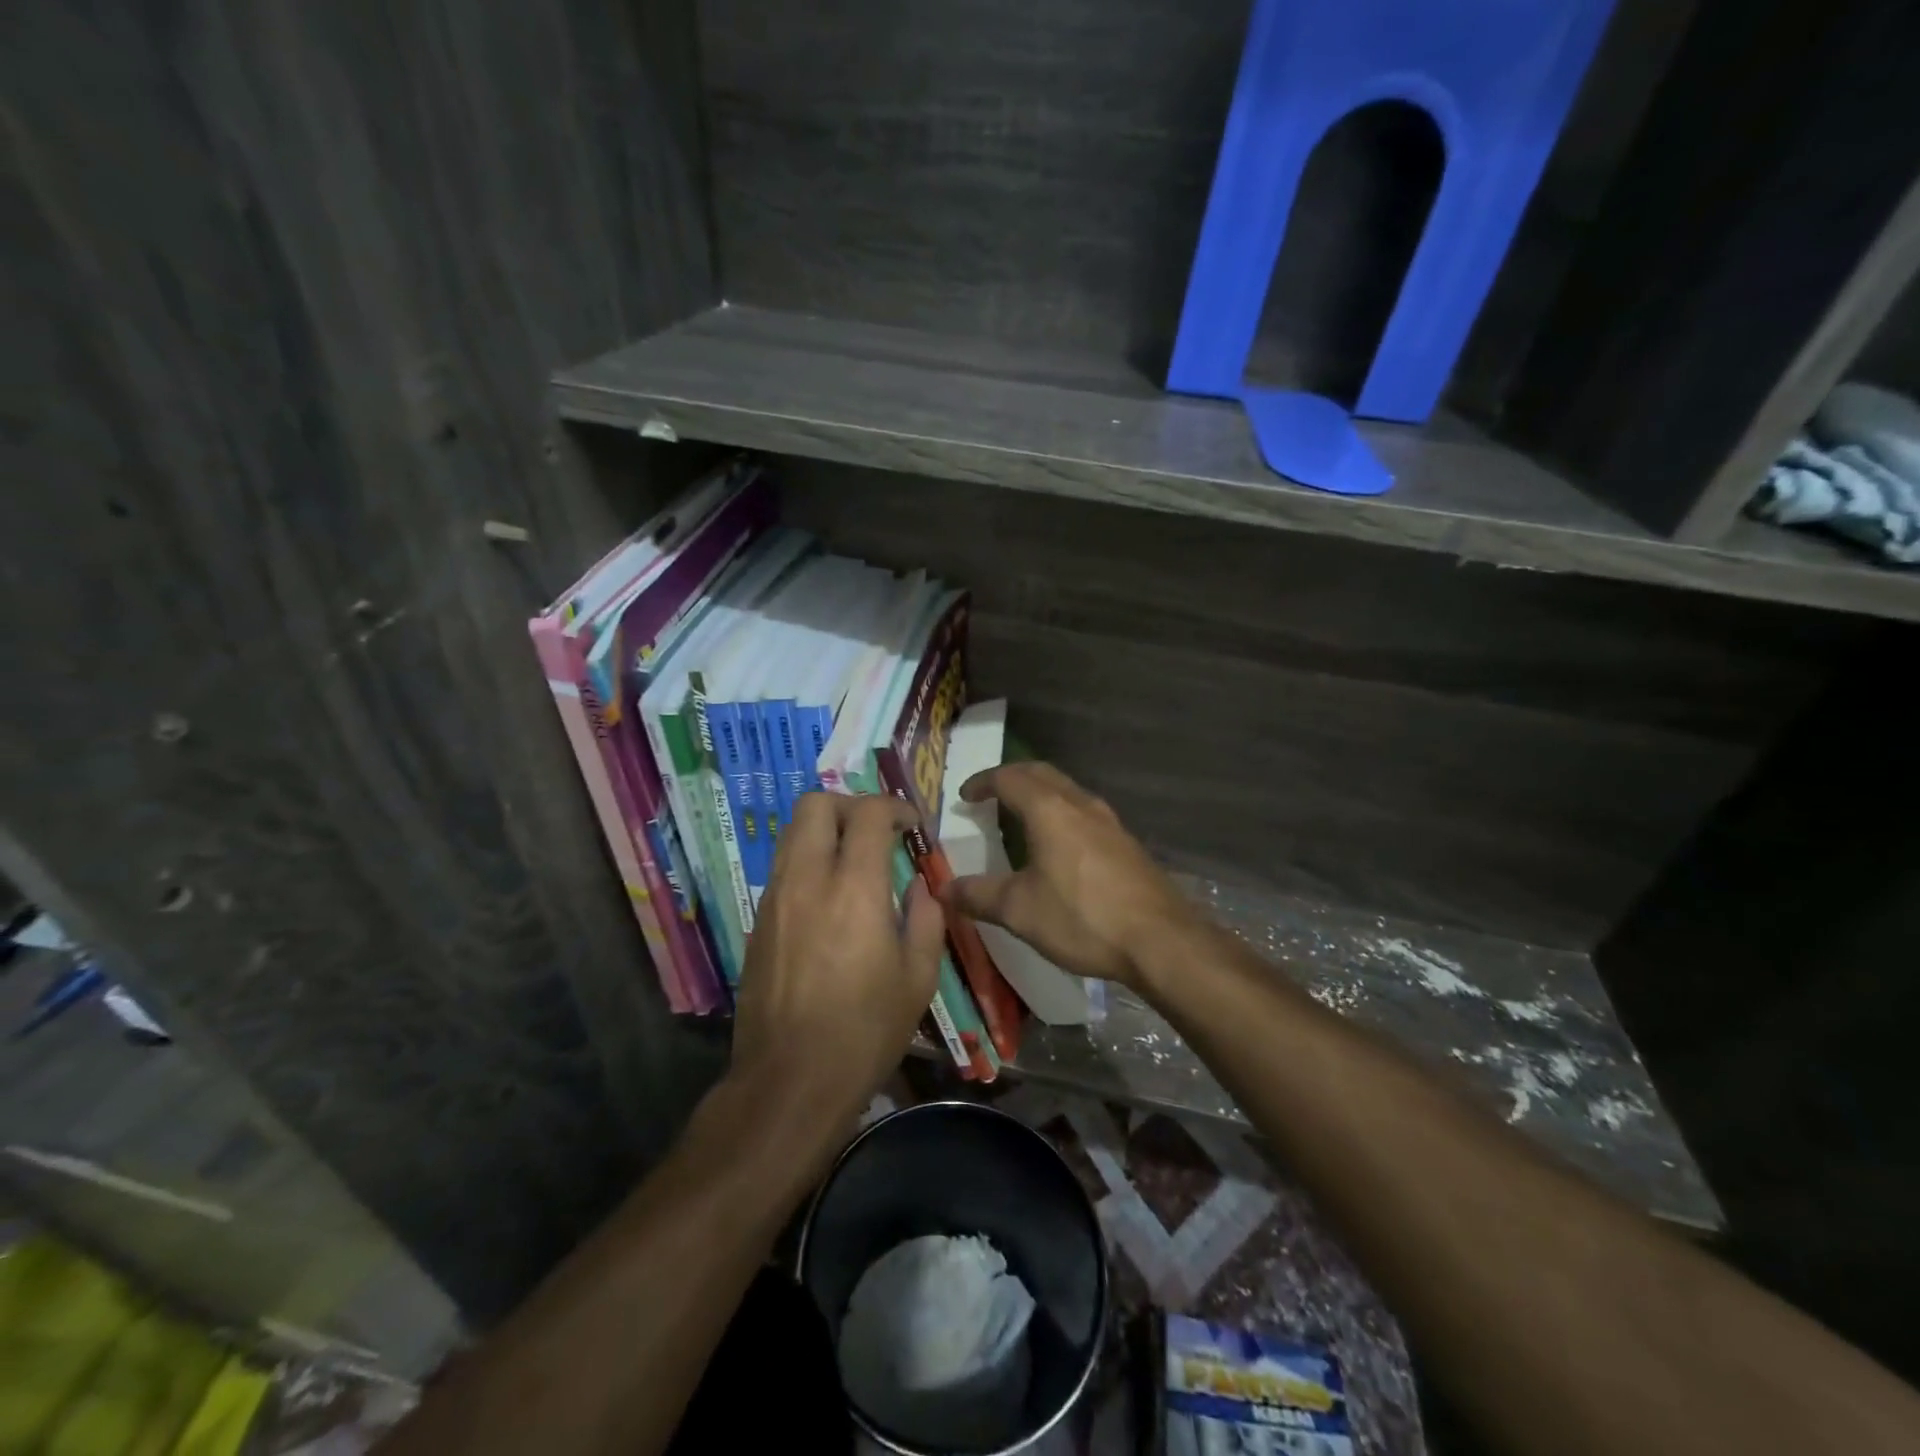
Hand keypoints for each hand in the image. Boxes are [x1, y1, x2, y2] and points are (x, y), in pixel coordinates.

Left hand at [729, 792, 945, 1127]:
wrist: (790, 1081)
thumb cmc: (865, 1032)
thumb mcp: (918, 978)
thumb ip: (925, 918)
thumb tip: (919, 887)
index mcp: (854, 890)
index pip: (868, 814)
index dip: (895, 807)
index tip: (912, 826)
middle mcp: (807, 881)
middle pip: (815, 804)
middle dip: (850, 804)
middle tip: (876, 831)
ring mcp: (774, 900)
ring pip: (792, 833)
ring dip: (825, 831)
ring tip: (853, 861)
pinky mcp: (757, 923)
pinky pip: (782, 869)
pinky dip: (808, 863)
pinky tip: (829, 900)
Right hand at [940, 762, 1199, 989]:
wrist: (1160, 940)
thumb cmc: (1082, 917)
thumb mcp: (1020, 910)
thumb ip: (978, 895)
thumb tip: (942, 889)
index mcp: (1050, 810)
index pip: (1009, 778)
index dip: (983, 782)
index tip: (965, 796)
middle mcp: (1081, 804)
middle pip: (1041, 773)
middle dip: (1012, 777)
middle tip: (990, 794)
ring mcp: (1109, 822)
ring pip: (1068, 791)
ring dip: (1041, 793)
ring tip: (1022, 816)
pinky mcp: (1126, 843)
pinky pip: (1084, 812)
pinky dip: (1061, 813)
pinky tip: (1060, 845)